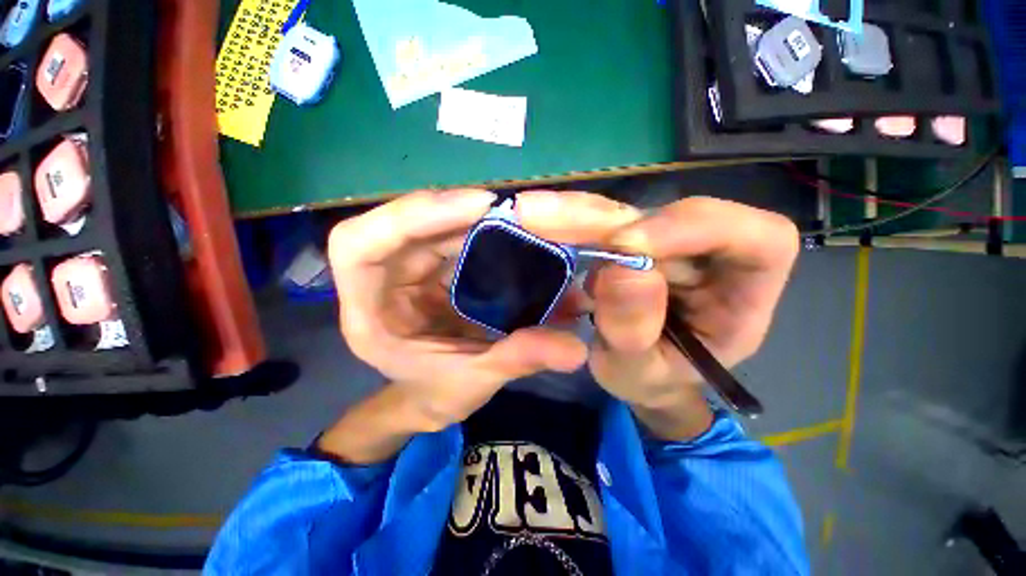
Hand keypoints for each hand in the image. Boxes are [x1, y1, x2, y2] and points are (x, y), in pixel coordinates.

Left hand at [327, 190, 588, 431]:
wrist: (432, 397)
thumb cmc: (437, 394)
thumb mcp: (476, 380)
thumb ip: (520, 359)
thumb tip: (577, 349)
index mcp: (370, 315)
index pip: (356, 246)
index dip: (407, 216)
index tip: (471, 208)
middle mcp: (381, 283)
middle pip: (400, 225)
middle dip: (450, 211)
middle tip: (504, 210)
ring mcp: (406, 273)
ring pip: (428, 227)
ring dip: (468, 220)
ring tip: (512, 221)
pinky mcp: (430, 270)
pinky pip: (448, 237)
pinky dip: (476, 231)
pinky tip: (506, 235)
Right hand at [587, 197, 798, 435]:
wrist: (636, 374)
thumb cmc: (648, 381)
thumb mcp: (633, 371)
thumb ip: (632, 331)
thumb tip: (624, 267)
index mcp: (742, 303)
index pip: (764, 240)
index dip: (705, 227)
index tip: (633, 244)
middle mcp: (722, 266)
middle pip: (700, 217)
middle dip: (645, 236)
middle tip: (602, 264)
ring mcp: (686, 252)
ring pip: (658, 217)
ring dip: (619, 243)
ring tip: (596, 290)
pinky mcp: (654, 247)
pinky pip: (631, 226)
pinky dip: (606, 243)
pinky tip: (596, 280)